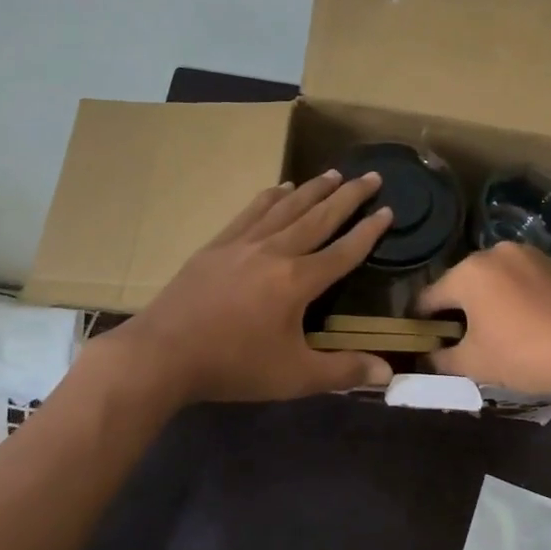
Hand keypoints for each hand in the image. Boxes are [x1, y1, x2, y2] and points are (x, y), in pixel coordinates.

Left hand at [102, 169, 394, 403]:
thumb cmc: (233, 365)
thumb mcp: (294, 376)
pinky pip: (251, 212)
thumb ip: (343, 371)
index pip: (343, 252)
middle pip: (319, 218)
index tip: (388, 210)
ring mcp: (242, 244)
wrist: (162, 353)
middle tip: (370, 176)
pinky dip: (270, 197)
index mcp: (297, 281)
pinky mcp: (217, 246)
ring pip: (286, 208)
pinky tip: (280, 187)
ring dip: (312, 189)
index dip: (369, 232)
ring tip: (333, 173)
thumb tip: (388, 372)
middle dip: (348, 197)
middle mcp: (275, 252)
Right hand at [414, 243, 550, 399]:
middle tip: (460, 338)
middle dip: (457, 308)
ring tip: (496, 330)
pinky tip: (526, 321)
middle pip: (462, 283)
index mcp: (468, 272)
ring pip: (494, 278)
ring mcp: (529, 254)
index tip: (421, 339)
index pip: (429, 297)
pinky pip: (522, 278)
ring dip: (488, 299)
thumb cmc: (522, 354)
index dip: (421, 321)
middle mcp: (495, 252)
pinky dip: (516, 296)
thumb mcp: (473, 364)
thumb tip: (427, 356)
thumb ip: (440, 358)